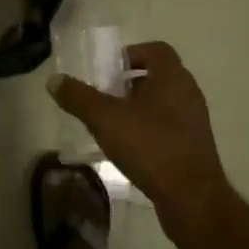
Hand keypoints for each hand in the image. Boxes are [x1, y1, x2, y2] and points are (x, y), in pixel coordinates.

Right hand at [48, 41, 232, 228]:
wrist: (192, 198)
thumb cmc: (150, 147)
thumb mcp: (106, 119)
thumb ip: (79, 98)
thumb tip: (54, 80)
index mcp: (173, 77)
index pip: (156, 50)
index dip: (131, 54)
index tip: (108, 70)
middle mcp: (188, 93)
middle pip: (158, 76)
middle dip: (129, 83)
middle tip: (104, 97)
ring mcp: (194, 121)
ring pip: (163, 103)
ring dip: (138, 108)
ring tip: (112, 124)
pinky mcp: (194, 146)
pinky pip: (169, 126)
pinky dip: (149, 129)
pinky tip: (130, 148)